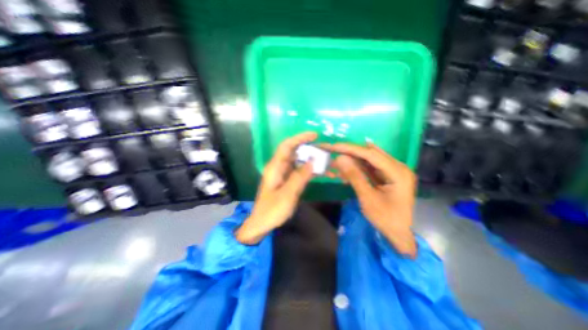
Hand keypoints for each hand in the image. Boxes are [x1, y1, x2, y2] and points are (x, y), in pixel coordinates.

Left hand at [235, 131, 316, 244]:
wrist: (262, 224)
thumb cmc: (272, 210)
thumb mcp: (287, 195)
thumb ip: (299, 177)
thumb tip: (312, 162)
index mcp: (275, 167)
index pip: (286, 146)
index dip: (299, 138)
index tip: (314, 135)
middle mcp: (279, 167)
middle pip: (294, 152)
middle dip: (309, 148)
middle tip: (325, 149)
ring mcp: (284, 174)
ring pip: (299, 161)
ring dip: (311, 160)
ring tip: (327, 161)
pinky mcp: (287, 181)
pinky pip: (300, 171)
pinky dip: (310, 171)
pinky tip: (321, 173)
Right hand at [324, 142, 415, 256]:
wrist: (398, 234)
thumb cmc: (385, 219)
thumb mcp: (367, 198)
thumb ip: (354, 176)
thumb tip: (340, 158)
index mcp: (398, 172)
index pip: (371, 154)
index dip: (351, 149)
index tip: (335, 146)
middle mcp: (398, 167)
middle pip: (370, 154)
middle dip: (350, 153)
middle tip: (333, 152)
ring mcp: (393, 171)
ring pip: (369, 160)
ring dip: (352, 161)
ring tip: (337, 163)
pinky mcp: (387, 176)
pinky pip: (370, 168)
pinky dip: (357, 169)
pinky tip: (346, 171)